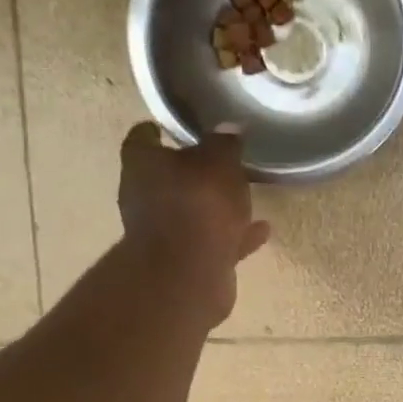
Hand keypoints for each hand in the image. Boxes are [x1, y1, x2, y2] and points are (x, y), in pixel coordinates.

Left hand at [117, 122, 270, 322]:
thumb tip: (228, 127)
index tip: (171, 127)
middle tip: (218, 160)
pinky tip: (261, 229)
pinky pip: (213, 239)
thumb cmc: (198, 204)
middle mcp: (144, 197)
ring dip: (214, 205)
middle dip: (190, 171)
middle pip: (165, 177)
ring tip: (244, 196)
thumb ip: (224, 143)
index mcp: (143, 166)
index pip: (142, 139)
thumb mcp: (219, 162)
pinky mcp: (184, 261)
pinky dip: (233, 234)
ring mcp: (162, 233)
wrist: (188, 274)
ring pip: (190, 211)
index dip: (156, 131)